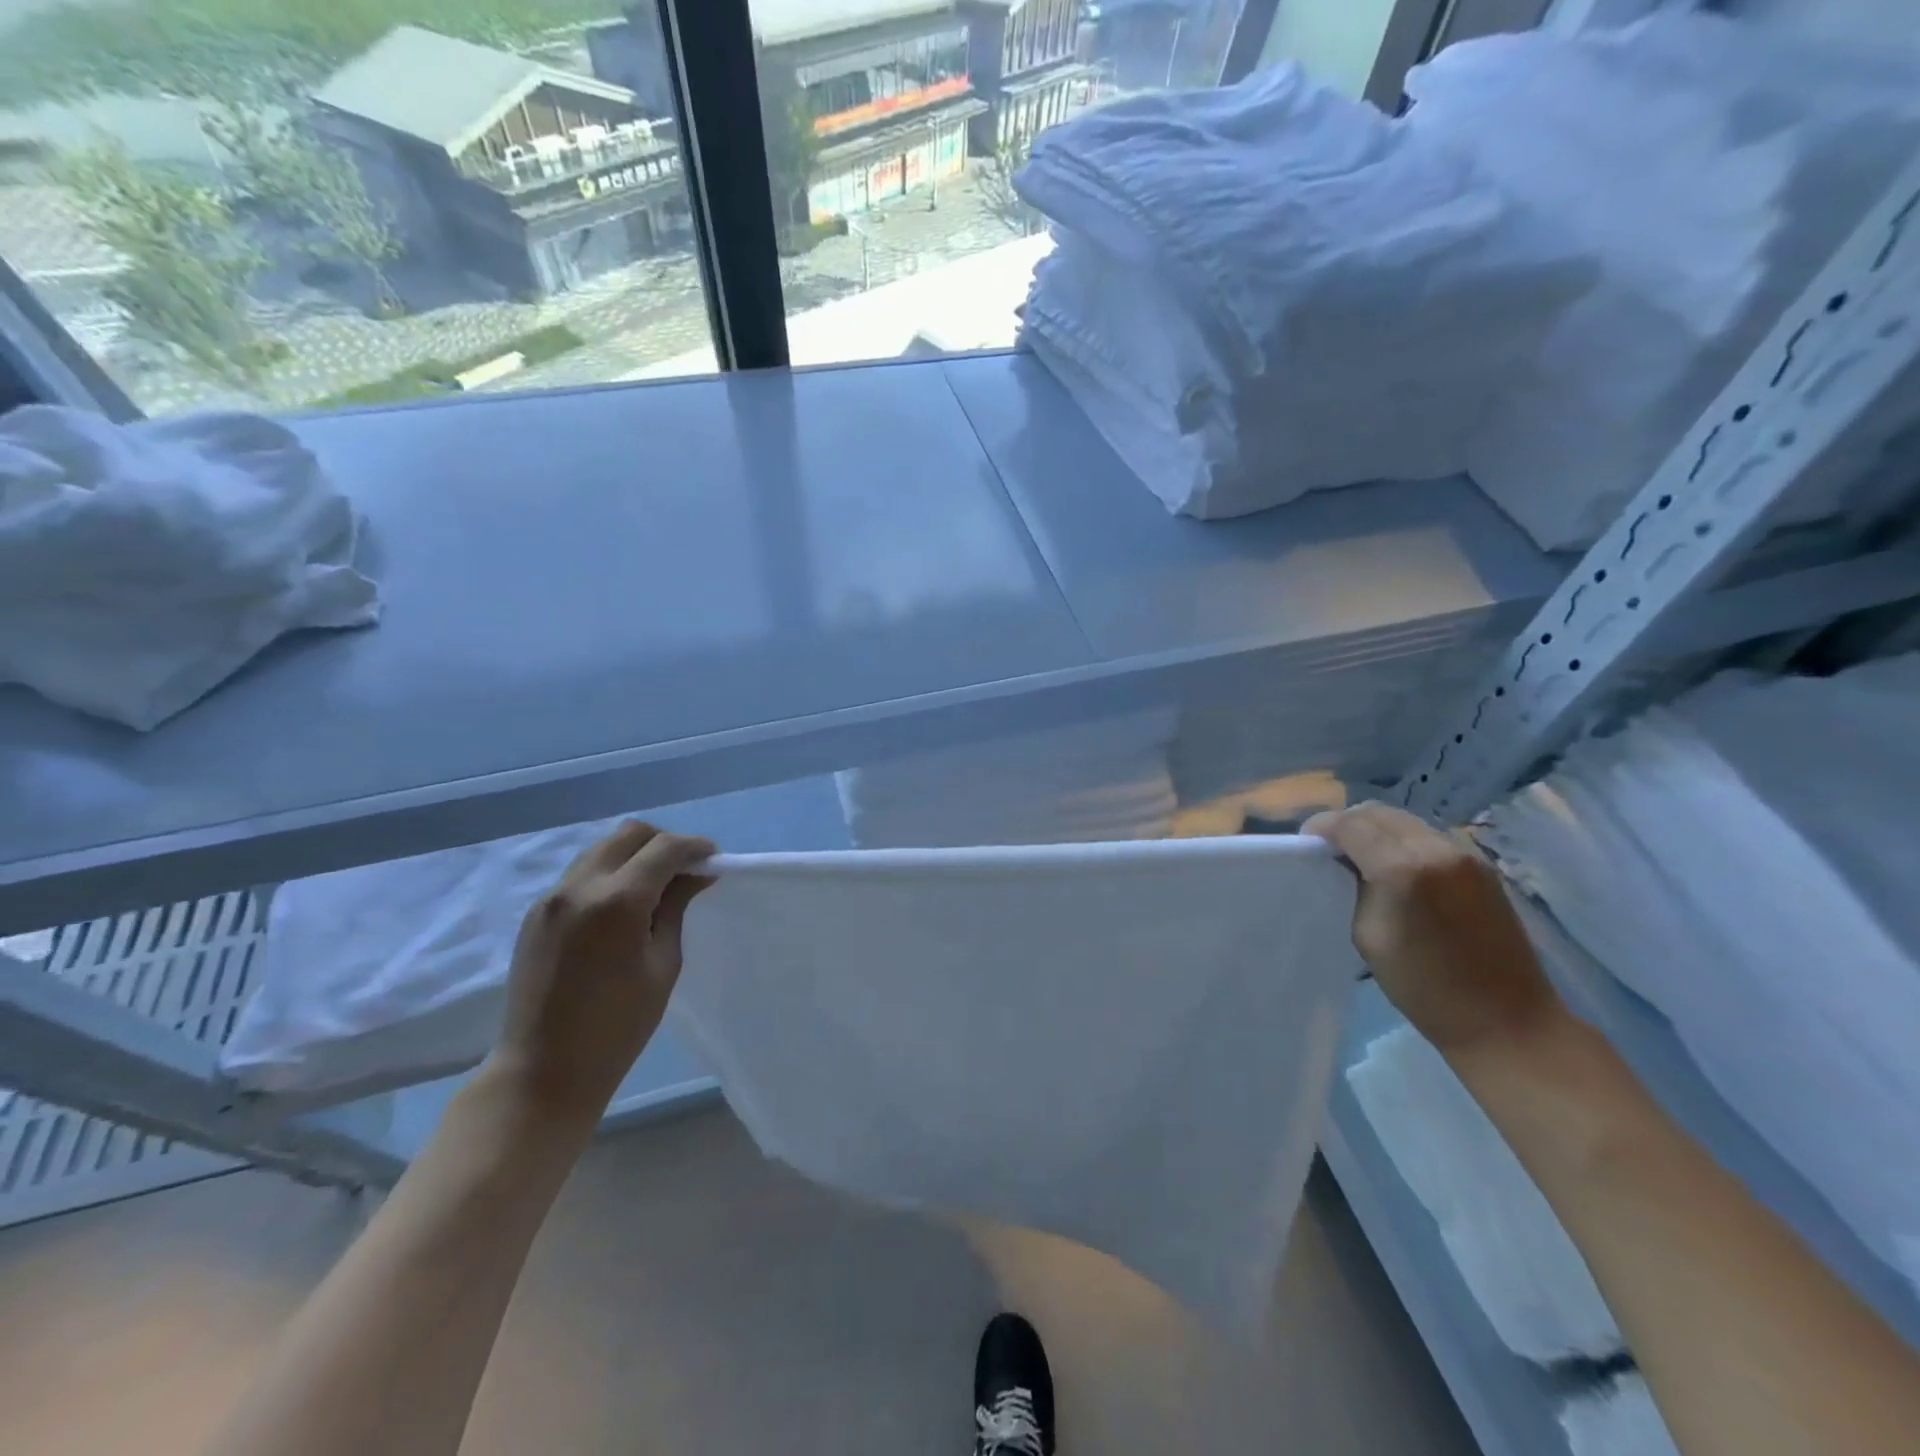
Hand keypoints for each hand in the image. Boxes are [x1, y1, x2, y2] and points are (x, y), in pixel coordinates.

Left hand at [491, 821, 715, 1124]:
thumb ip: (675, 908)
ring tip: (657, 884)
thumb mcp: (663, 965)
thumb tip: (696, 874)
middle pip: (629, 834)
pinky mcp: (537, 912)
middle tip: (686, 868)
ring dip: (635, 854)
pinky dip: (611, 872)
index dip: (695, 847)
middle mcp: (580, 887)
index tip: (713, 859)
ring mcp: (552, 897)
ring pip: (603, 848)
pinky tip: (625, 903)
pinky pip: (582, 872)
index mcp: (617, 902)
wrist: (542, 1071)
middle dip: (664, 842)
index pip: (664, 848)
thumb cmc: (617, 1027)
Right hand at [1305, 802, 1562, 1058]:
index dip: (1321, 827)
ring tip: (1360, 858)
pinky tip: (1395, 868)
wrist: (1507, 1021)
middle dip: (1347, 823)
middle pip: (1378, 812)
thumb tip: (1345, 862)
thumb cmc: (1425, 988)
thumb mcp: (1368, 935)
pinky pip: (1427, 836)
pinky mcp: (1481, 865)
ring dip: (1375, 830)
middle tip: (1329, 849)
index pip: (1350, 824)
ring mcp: (1465, 854)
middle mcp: (1436, 848)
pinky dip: (1401, 841)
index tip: (1306, 845)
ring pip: (1404, 820)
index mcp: (1403, 868)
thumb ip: (1354, 887)